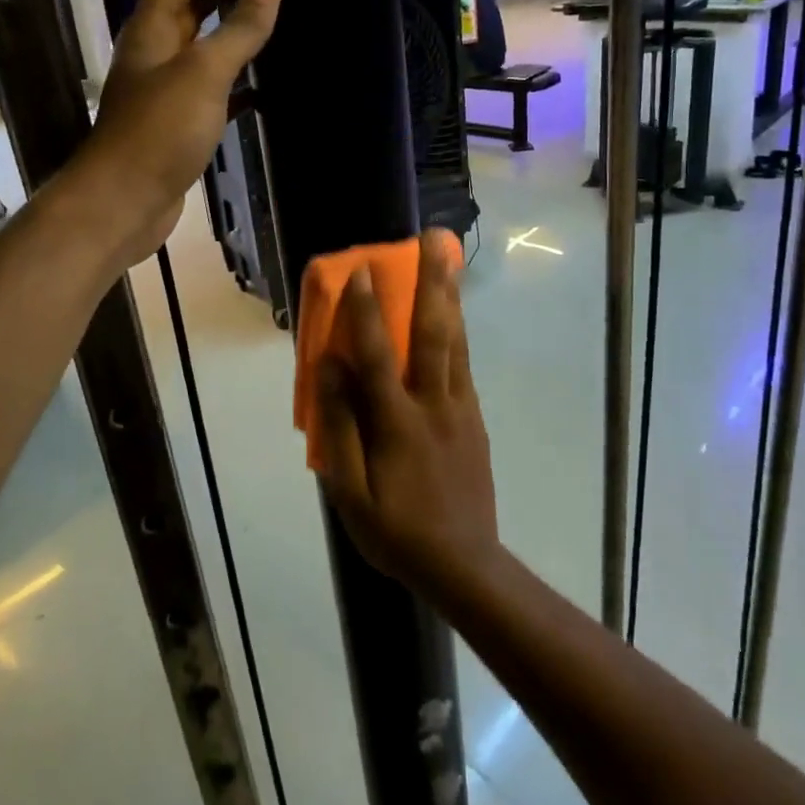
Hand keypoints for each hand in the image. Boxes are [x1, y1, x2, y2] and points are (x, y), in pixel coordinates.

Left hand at [74, 0, 280, 267]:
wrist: (126, 201)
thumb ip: (238, 28)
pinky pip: (217, 89)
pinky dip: (240, 81)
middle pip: (191, 1)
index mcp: (154, 27)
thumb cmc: (158, 130)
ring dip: (233, 27)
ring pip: (205, 45)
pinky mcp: (182, 124)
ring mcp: (169, 89)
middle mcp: (157, 51)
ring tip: (273, 7)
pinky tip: (269, 82)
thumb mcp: (203, 72)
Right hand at [312, 229, 499, 597]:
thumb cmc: (396, 532)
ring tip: (449, 259)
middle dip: (432, 283)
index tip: (359, 270)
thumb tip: (330, 369)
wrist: (464, 565)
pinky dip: (458, 331)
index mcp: (397, 423)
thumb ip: (339, 427)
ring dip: (451, 297)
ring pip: (457, 342)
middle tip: (432, 240)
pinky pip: (464, 365)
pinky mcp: (474, 419)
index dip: (364, 311)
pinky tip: (454, 315)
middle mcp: (434, 404)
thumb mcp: (350, 493)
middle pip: (434, 333)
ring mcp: (460, 409)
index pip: (378, 356)